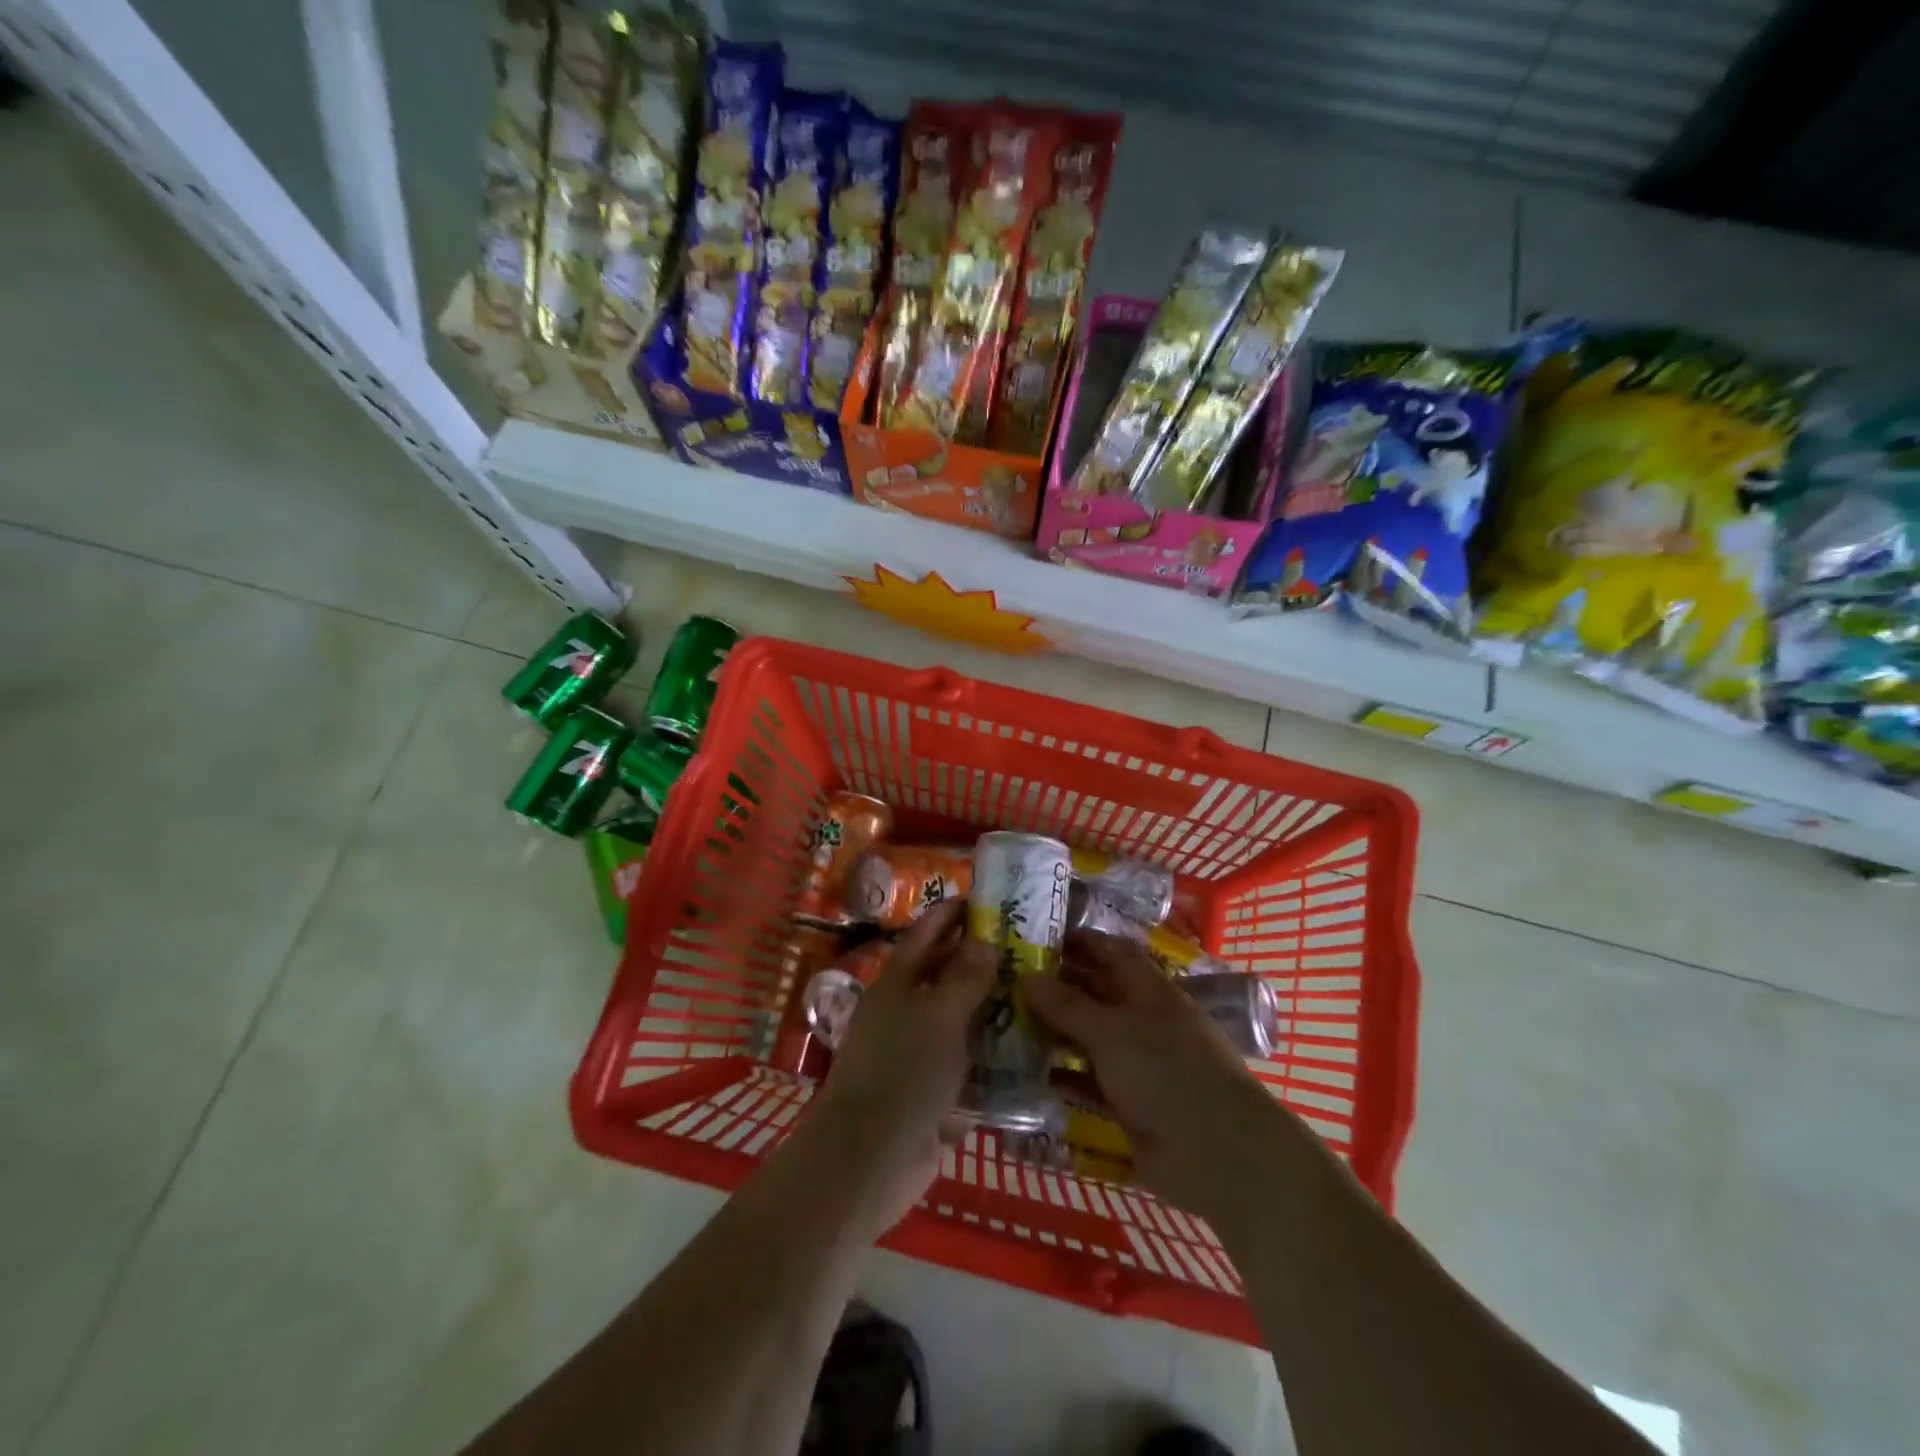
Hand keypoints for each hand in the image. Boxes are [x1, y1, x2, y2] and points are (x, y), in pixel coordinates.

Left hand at [803, 899, 994, 1233]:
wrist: (872, 1157)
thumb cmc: (904, 1071)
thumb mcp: (939, 1016)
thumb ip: (964, 977)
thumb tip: (984, 940)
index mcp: (895, 984)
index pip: (924, 935)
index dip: (950, 914)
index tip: (984, 899)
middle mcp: (902, 1012)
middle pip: (941, 975)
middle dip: (976, 959)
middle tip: (1022, 946)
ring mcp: (914, 1052)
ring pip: (955, 1018)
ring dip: (987, 1006)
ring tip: (1031, 991)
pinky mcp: (928, 1089)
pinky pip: (963, 1060)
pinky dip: (987, 1052)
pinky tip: (1023, 1047)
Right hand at [1025, 932, 1303, 1224]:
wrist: (1216, 1155)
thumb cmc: (1166, 1073)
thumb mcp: (1112, 1031)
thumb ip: (1068, 1005)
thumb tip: (1027, 976)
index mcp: (1149, 991)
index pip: (1112, 953)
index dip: (1081, 941)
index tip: (1040, 936)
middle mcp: (1143, 1021)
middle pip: (1097, 995)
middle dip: (1058, 987)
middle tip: (1009, 981)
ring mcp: (1138, 1065)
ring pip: (1090, 1039)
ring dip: (1055, 1032)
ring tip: (1007, 1022)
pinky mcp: (1130, 1105)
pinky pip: (1090, 1083)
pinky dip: (1065, 1077)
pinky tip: (1029, 1073)